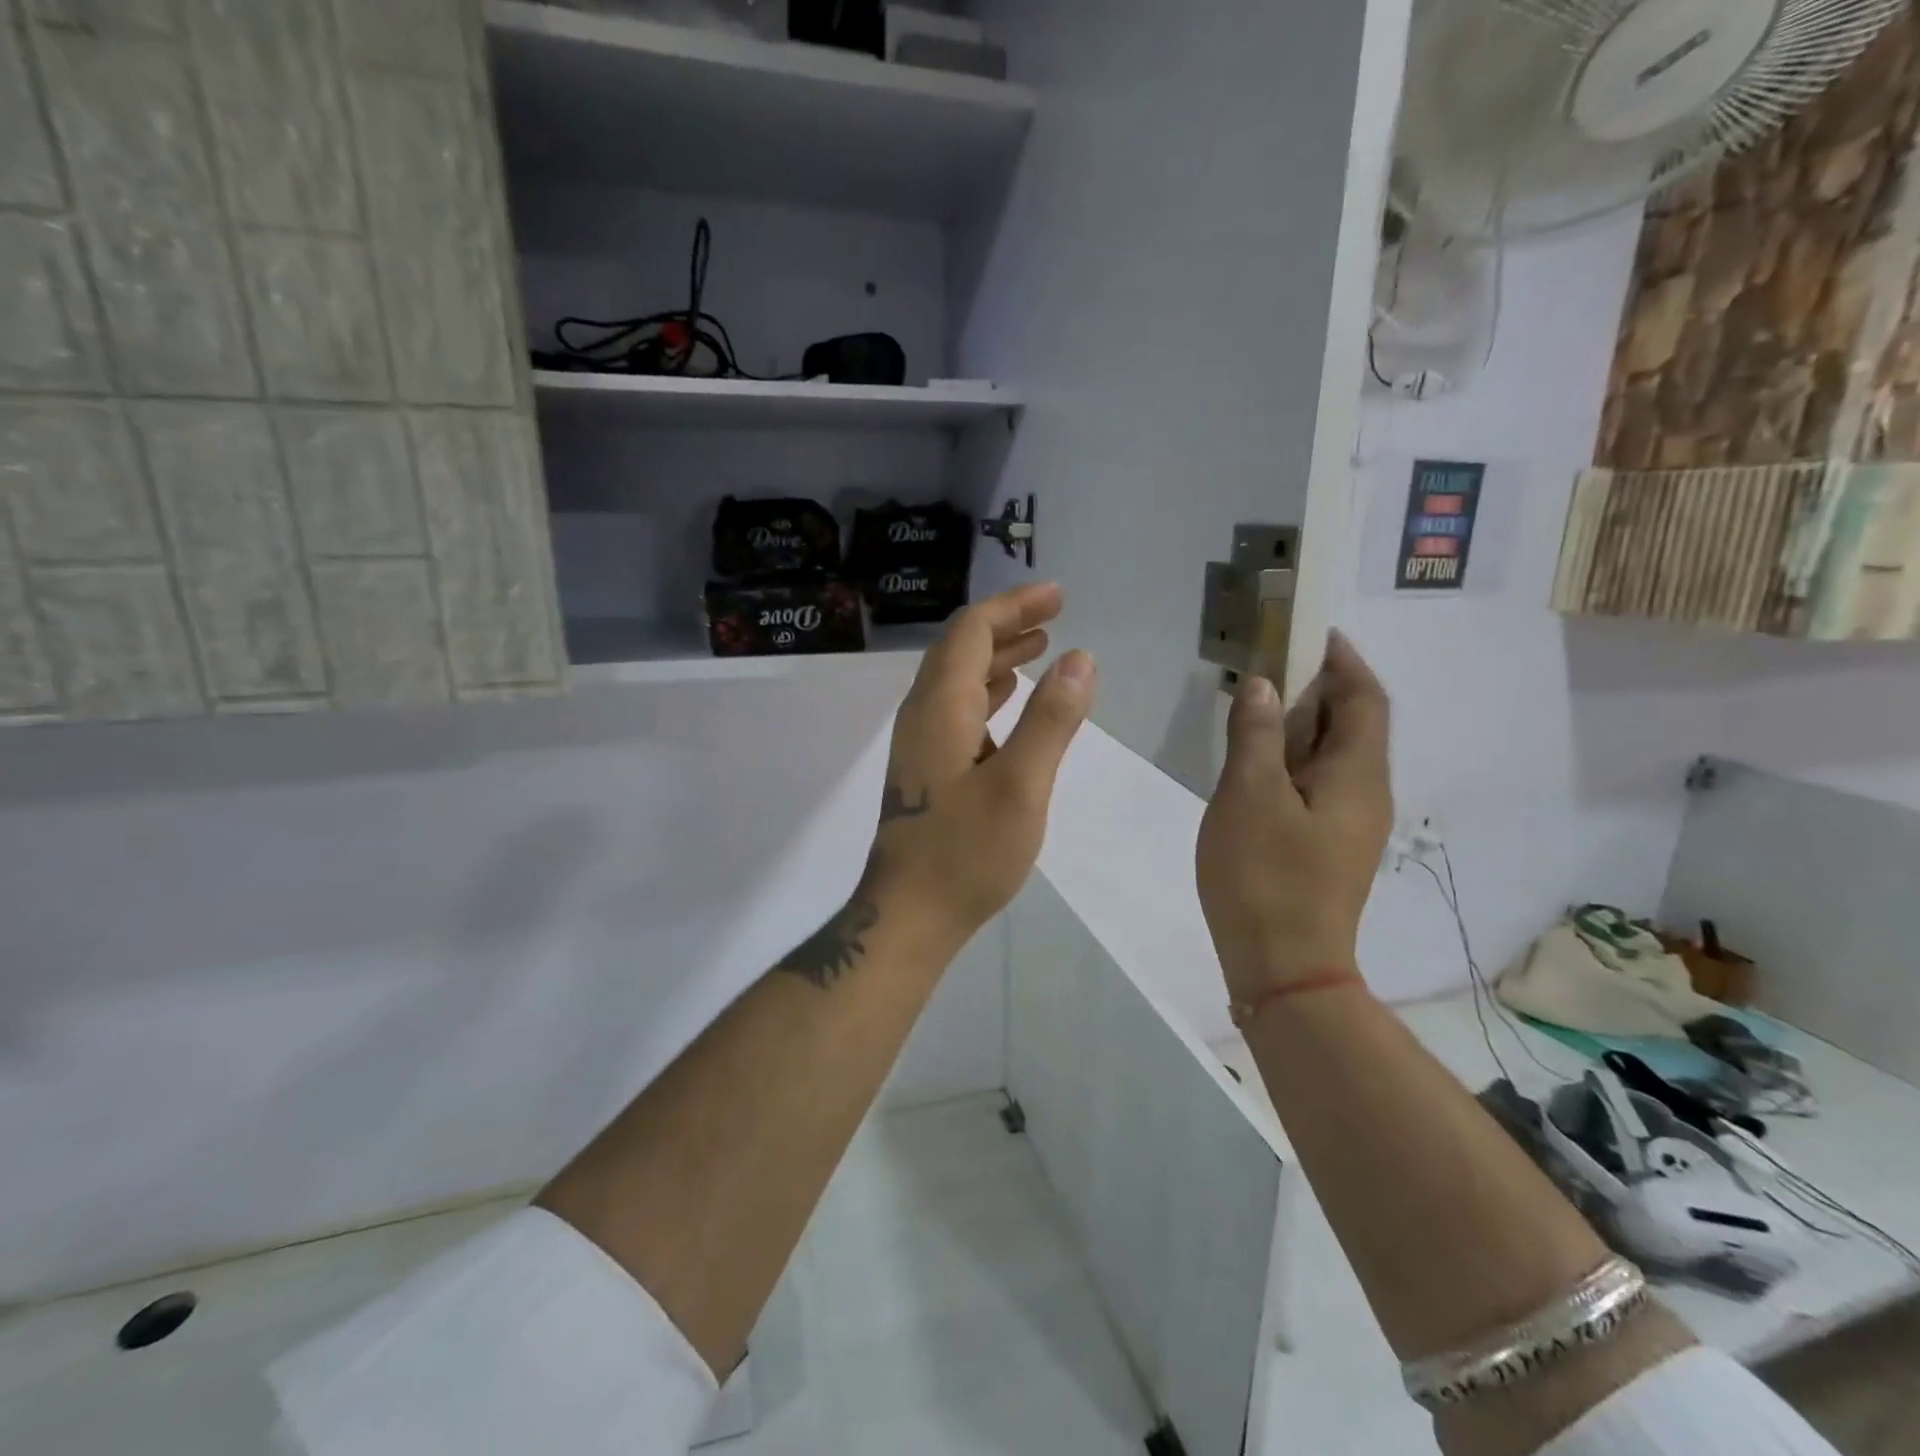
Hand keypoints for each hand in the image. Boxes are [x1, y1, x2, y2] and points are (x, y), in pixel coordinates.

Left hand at [865, 582, 1096, 941]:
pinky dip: (988, 692)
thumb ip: (1051, 720)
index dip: (1014, 606)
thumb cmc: (966, 853)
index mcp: (941, 706)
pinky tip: (1011, 700)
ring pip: (958, 679)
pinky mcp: (926, 767)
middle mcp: (923, 713)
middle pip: (961, 648)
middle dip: (1008, 624)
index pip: (972, 631)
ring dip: (998, 656)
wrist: (909, 914)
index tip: (1058, 596)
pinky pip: (958, 709)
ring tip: (1042, 646)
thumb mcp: (1021, 786)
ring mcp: (920, 741)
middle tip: (1056, 614)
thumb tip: (1080, 658)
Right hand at [1196, 633, 1392, 997]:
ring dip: (1303, 725)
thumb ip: (1255, 734)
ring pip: (1334, 757)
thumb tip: (1262, 686)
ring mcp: (1350, 825)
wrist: (1284, 966)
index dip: (1344, 661)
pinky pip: (1319, 785)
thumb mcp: (1248, 795)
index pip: (1364, 700)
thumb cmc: (1265, 875)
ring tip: (1258, 709)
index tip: (1314, 632)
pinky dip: (1294, 759)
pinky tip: (1258, 767)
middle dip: (1320, 688)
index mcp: (1358, 775)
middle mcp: (1367, 794)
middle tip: (1272, 667)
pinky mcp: (1329, 848)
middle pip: (1354, 725)